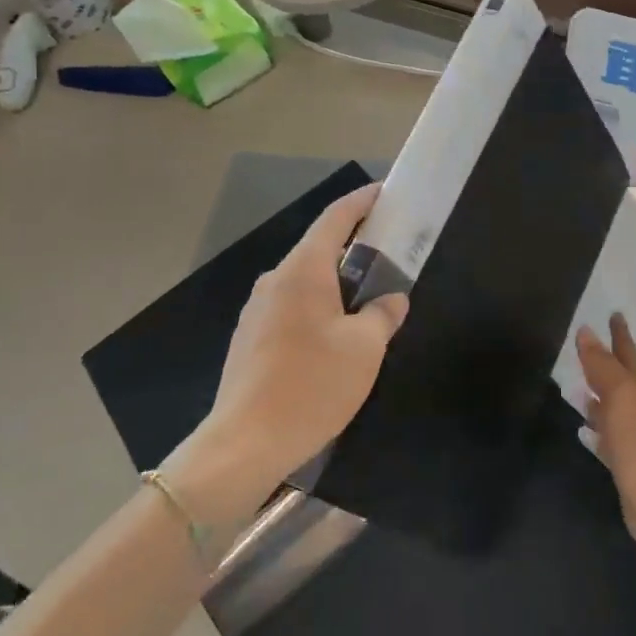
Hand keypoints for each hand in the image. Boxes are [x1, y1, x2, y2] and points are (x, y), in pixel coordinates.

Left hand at [186, 186, 407, 511]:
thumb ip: (383, 315)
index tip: (384, 192)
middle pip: (318, 248)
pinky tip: (333, 337)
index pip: (335, 218)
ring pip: (304, 281)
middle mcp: (275, 280)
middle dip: (353, 245)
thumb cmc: (311, 385)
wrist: (244, 444)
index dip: (362, 201)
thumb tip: (391, 300)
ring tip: (366, 300)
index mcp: (303, 271)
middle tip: (388, 253)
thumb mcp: (364, 349)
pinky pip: (290, 307)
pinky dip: (317, 307)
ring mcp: (256, 310)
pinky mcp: (249, 339)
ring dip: (335, 282)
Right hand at [579, 315, 635, 556]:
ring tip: (578, 388)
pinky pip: (607, 439)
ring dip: (598, 398)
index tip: (614, 314)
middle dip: (607, 364)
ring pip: (613, 411)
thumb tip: (586, 331)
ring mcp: (635, 439)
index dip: (620, 335)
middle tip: (587, 348)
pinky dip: (597, 430)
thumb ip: (602, 365)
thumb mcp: (621, 396)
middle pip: (621, 381)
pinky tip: (584, 430)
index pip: (627, 355)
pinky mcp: (626, 466)